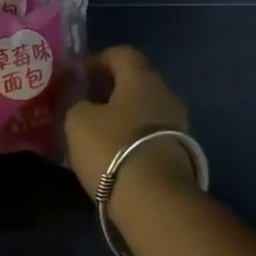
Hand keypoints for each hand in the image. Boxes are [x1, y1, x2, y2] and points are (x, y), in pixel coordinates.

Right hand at [64, 46, 193, 197]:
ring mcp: (178, 126)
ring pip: (143, 110)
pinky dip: (130, 137)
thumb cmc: (112, 148)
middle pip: (135, 82)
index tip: (75, 76)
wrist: (156, 201)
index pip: (121, 54)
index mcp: (142, 79)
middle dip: (107, 89)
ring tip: (93, 132)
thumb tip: (84, 103)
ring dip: (119, 116)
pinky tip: (111, 154)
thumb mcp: (78, 120)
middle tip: (81, 104)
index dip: (96, 60)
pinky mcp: (180, 154)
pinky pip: (149, 135)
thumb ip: (77, 102)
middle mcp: (166, 95)